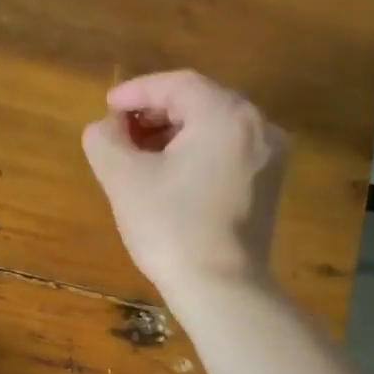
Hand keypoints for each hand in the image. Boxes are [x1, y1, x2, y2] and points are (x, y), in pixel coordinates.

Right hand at [82, 69, 288, 291]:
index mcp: (226, 115)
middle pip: (200, 103)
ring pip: (214, 129)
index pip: (177, 85)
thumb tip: (104, 128)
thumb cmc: (170, 228)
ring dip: (174, 134)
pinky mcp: (267, 186)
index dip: (136, 92)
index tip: (106, 107)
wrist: (221, 288)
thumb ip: (104, 140)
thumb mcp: (123, 179)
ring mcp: (269, 158)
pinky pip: (227, 153)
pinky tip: (170, 175)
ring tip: (139, 155)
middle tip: (119, 132)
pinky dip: (196, 153)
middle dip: (155, 113)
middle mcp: (258, 126)